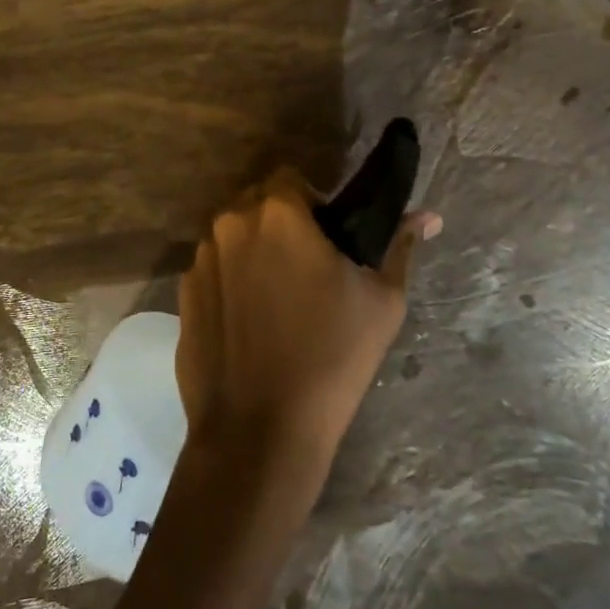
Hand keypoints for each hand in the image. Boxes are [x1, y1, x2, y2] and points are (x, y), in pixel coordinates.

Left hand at [175, 169, 439, 479]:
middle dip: (281, 222)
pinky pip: (213, 271)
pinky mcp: (182, 295)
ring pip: (232, 236)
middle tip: (309, 267)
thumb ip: (398, 246)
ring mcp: (199, 260)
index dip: (313, 201)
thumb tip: (427, 217)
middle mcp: (229, 224)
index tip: (329, 237)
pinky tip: (250, 324)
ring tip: (278, 299)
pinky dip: (231, 281)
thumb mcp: (381, 300)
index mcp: (276, 213)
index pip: (291, 178)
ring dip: (253, 250)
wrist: (260, 430)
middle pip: (256, 203)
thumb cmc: (331, 357)